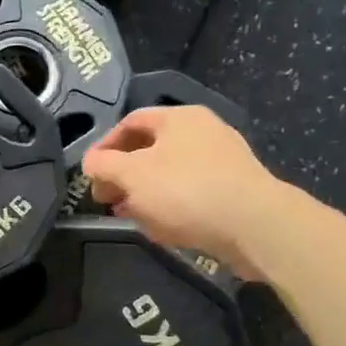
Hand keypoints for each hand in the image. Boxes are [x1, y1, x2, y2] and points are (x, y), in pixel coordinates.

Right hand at [80, 106, 283, 280]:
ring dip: (144, 193)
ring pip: (170, 173)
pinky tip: (161, 228)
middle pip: (150, 148)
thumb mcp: (132, 175)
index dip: (104, 146)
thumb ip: (103, 166)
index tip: (90, 173)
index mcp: (178, 117)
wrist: (255, 225)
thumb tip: (90, 163)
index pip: (130, 122)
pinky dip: (170, 205)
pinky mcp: (235, 189)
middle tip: (106, 199)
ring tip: (129, 217)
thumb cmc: (185, 190)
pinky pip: (192, 192)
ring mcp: (223, 160)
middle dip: (123, 175)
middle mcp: (203, 131)